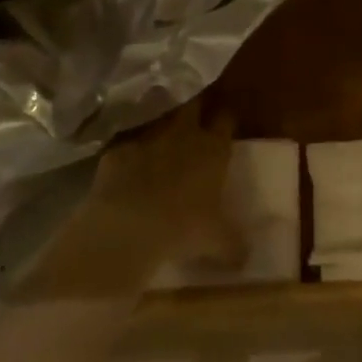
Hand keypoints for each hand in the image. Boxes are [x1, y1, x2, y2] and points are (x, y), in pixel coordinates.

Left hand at [90, 100, 242, 268]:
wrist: (128, 226)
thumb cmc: (184, 228)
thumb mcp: (218, 241)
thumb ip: (234, 244)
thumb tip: (246, 257)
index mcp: (213, 149)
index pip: (226, 119)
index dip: (226, 118)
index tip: (226, 121)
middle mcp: (183, 134)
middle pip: (192, 105)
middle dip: (194, 106)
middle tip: (194, 114)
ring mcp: (147, 138)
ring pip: (157, 118)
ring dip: (160, 123)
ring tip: (161, 136)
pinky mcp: (116, 151)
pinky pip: (125, 145)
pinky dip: (127, 152)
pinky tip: (126, 165)